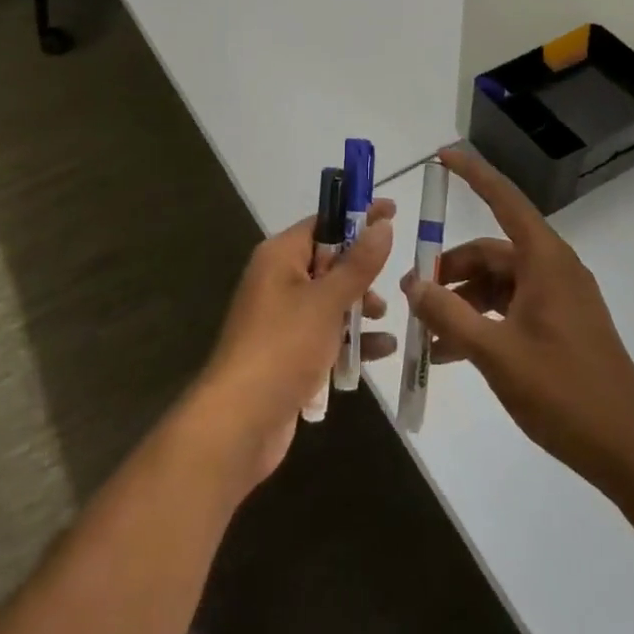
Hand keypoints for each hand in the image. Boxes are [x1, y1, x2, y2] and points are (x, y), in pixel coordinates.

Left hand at [185, 200, 396, 493]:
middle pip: (328, 262)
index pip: (323, 222)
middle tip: (394, 278)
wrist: (239, 422)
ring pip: (330, 301)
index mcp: (280, 256)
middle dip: (361, 271)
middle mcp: (278, 280)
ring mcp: (282, 319)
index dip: (357, 216)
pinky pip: (326, 335)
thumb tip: (382, 223)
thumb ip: (359, 263)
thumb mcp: (327, 300)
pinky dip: (351, 340)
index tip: (392, 211)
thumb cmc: (283, 346)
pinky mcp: (289, 353)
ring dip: (359, 308)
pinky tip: (381, 350)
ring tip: (384, 318)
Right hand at [403, 149, 633, 490]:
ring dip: (462, 302)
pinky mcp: (560, 326)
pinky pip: (511, 308)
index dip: (473, 174)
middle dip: (450, 269)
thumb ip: (449, 316)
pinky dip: (482, 321)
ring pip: (498, 284)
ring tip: (427, 333)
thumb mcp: (496, 353)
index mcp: (545, 260)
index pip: (504, 199)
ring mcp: (559, 299)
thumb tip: (412, 284)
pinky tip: (452, 353)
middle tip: (413, 293)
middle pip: (492, 251)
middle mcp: (553, 269)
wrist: (629, 450)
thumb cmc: (564, 392)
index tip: (441, 156)